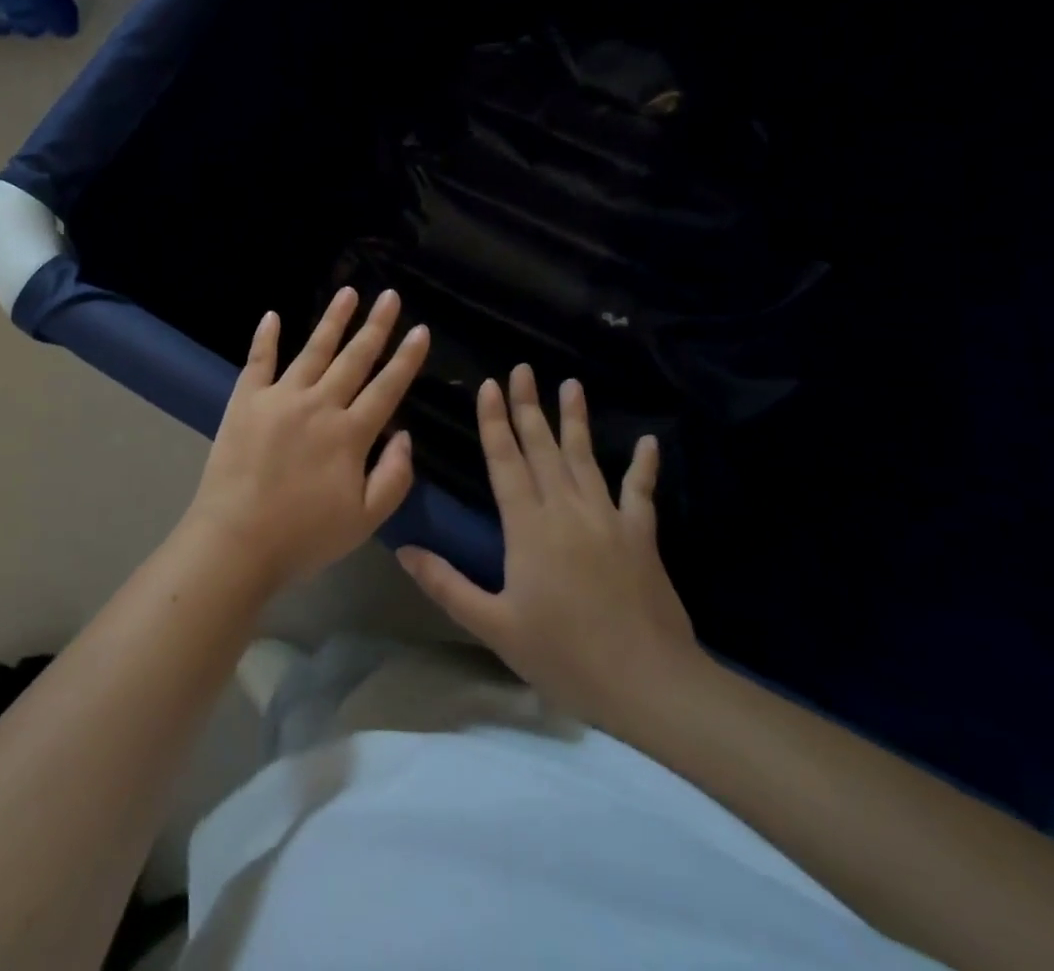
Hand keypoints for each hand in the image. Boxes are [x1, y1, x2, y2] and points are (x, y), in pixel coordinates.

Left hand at [184, 288, 430, 591]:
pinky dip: (265, 337)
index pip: (387, 387)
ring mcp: (280, 397)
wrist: (236, 541)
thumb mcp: (365, 520)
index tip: (421, 330)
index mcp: (350, 434)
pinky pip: (258, 361)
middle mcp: (319, 405)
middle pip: (354, 358)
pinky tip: (272, 315)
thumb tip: (405, 434)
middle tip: (390, 296)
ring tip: (348, 292)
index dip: (407, 358)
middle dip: (376, 326)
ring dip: (332, 320)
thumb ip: (394, 477)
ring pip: (313, 349)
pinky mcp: (246, 400)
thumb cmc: (304, 536)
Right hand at [396, 364, 705, 735]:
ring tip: (570, 384)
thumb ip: (447, 585)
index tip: (490, 385)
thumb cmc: (565, 655)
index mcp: (529, 526)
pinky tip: (650, 441)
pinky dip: (644, 465)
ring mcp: (608, 518)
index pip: (506, 461)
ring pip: (585, 458)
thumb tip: (403, 550)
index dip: (494, 422)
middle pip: (542, 448)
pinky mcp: (641, 535)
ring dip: (575, 420)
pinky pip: (640, 492)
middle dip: (529, 407)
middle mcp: (566, 509)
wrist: (649, 684)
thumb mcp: (494, 626)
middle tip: (523, 369)